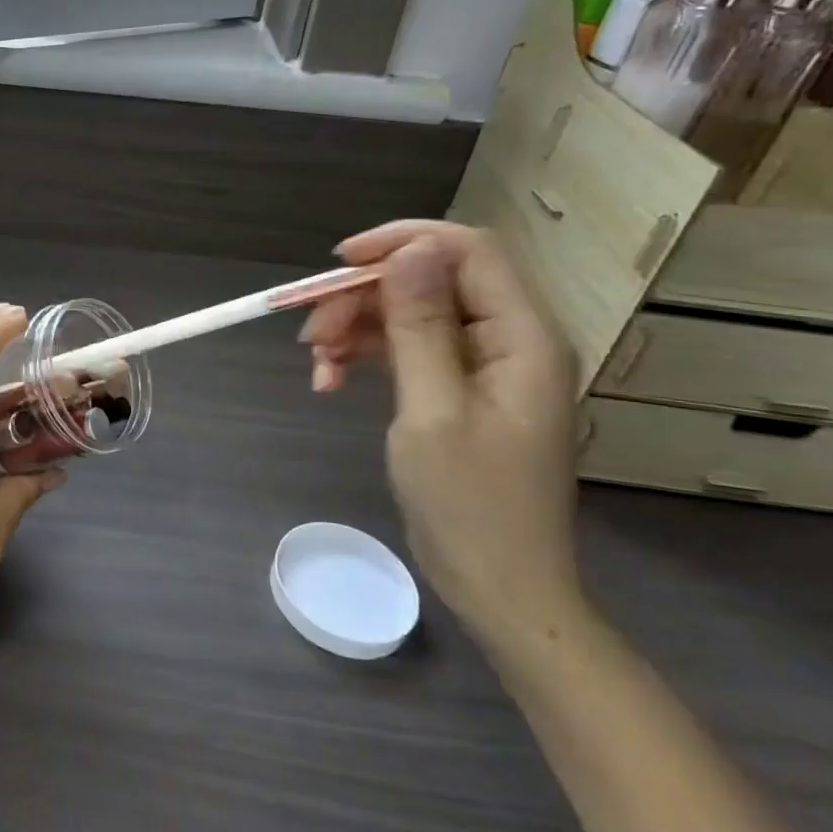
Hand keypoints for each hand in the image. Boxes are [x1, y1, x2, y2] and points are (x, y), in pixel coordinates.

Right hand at [304, 221, 583, 642]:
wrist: (498, 588)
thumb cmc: (471, 506)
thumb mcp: (433, 410)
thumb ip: (421, 326)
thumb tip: (411, 251)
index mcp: (522, 337)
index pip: (468, 251)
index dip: (403, 243)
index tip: (340, 264)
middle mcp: (507, 340)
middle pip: (429, 282)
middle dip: (364, 298)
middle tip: (310, 333)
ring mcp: (482, 367)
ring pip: (410, 315)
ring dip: (356, 329)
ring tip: (315, 364)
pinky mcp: (457, 390)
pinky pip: (407, 350)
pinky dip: (365, 357)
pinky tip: (329, 381)